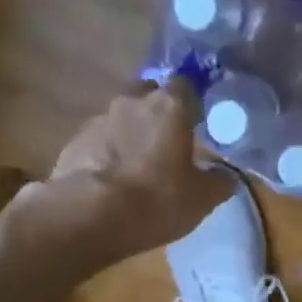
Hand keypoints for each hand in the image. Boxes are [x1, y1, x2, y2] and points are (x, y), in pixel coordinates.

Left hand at [41, 82, 229, 260]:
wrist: (91, 215)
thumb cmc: (157, 200)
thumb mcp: (201, 199)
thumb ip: (218, 182)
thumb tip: (227, 176)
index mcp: (169, 105)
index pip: (185, 86)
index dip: (191, 104)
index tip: (195, 124)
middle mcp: (132, 101)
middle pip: (148, 94)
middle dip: (156, 112)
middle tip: (164, 143)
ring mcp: (98, 119)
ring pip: (120, 118)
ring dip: (128, 134)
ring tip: (134, 167)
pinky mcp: (74, 142)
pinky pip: (97, 142)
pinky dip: (105, 154)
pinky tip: (109, 180)